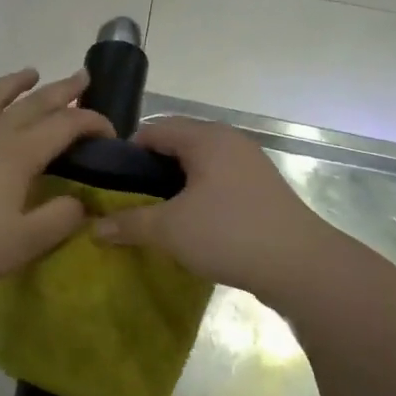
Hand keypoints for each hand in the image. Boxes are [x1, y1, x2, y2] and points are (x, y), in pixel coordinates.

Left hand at [0, 69, 113, 295]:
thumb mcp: (27, 242)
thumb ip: (61, 218)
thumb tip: (81, 201)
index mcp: (19, 153)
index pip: (65, 125)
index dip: (92, 123)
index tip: (110, 132)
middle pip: (32, 103)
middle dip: (61, 90)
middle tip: (81, 77)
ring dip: (13, 84)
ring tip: (28, 73)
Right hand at [93, 116, 336, 303]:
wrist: (301, 266)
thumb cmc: (229, 234)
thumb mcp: (170, 230)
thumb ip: (129, 223)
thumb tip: (94, 228)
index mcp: (207, 138)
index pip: (154, 130)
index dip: (126, 152)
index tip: (108, 182)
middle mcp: (230, 142)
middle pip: (178, 144)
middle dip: (149, 171)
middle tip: (128, 200)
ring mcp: (250, 165)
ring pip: (199, 166)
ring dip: (174, 186)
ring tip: (154, 214)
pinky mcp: (262, 190)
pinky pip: (218, 182)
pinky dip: (198, 196)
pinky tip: (189, 224)